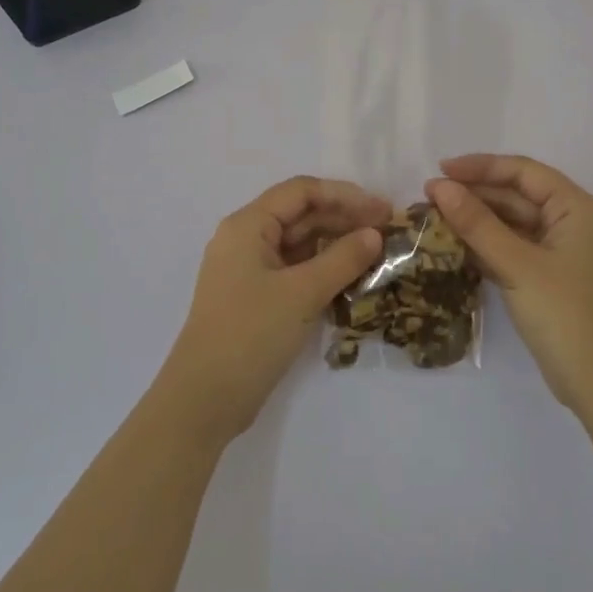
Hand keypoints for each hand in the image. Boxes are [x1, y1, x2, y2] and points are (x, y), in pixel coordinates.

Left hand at [156, 176, 389, 446]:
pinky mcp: (255, 297)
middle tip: (388, 232)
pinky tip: (352, 278)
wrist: (204, 399)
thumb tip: (375, 234)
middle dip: (344, 219)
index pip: (301, 191)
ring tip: (376, 254)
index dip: (345, 195)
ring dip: (336, 245)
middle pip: (301, 215)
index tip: (383, 210)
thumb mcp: (302, 293)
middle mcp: (245, 239)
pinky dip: (322, 269)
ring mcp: (249, 270)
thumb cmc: (251, 334)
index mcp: (247, 225)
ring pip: (299, 244)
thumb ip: (342, 259)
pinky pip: (294, 270)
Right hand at [426, 155, 592, 415]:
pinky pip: (513, 248)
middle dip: (474, 194)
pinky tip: (453, 246)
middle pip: (517, 195)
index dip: (480, 167)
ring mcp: (561, 251)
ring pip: (512, 223)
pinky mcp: (550, 277)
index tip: (439, 170)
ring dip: (476, 220)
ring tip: (433, 219)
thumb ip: (477, 224)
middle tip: (428, 198)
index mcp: (576, 208)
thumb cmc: (566, 315)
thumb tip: (440, 187)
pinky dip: (486, 245)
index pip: (523, 172)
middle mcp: (572, 221)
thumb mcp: (517, 265)